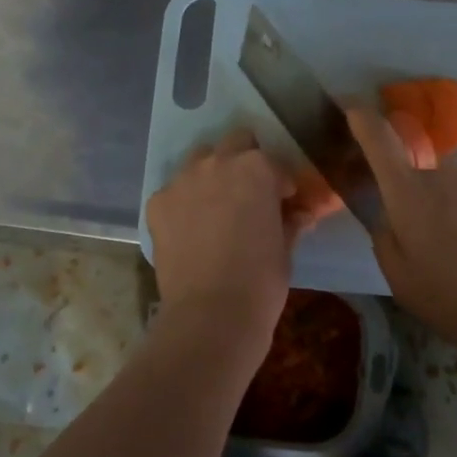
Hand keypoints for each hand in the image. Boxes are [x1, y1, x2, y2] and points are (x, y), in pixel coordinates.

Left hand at [146, 131, 296, 345]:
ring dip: (212, 174)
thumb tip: (299, 214)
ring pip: (199, 161)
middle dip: (245, 161)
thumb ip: (290, 221)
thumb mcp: (285, 248)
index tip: (285, 201)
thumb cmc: (261, 280)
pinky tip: (191, 229)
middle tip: (250, 192)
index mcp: (257, 168)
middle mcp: (217, 163)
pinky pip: (174, 191)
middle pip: (234, 143)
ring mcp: (182, 181)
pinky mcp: (157, 203)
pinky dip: (185, 202)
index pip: (274, 163)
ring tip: (217, 206)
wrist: (210, 314)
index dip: (282, 183)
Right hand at [347, 106, 456, 347]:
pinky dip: (456, 217)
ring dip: (430, 206)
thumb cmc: (454, 294)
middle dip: (398, 188)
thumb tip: (388, 219)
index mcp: (408, 189)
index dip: (360, 117)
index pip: (379, 136)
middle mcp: (442, 174)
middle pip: (410, 166)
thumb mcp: (400, 278)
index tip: (348, 107)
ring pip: (439, 185)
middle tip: (398, 226)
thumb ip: (384, 239)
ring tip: (437, 251)